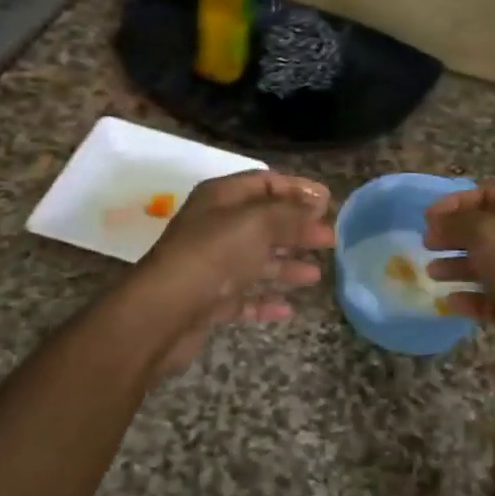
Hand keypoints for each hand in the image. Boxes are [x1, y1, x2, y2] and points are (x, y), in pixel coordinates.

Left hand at [122, 171, 334, 378]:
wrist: (164, 312)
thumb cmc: (212, 256)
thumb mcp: (257, 223)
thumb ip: (291, 213)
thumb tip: (318, 206)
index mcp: (220, 198)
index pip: (264, 182)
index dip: (297, 189)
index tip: (329, 202)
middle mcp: (214, 227)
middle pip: (263, 222)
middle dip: (297, 229)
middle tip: (330, 239)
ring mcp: (211, 265)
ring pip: (255, 261)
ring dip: (286, 266)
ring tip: (316, 275)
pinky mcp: (208, 300)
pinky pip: (244, 297)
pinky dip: (265, 300)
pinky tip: (289, 309)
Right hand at [423, 184, 494, 374]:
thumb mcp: (486, 231)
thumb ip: (456, 221)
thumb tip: (436, 222)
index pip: (489, 194)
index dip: (457, 201)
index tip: (428, 216)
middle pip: (484, 230)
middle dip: (453, 234)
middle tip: (427, 243)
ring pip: (484, 265)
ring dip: (456, 266)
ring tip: (431, 272)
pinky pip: (488, 298)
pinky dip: (468, 297)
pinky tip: (449, 301)